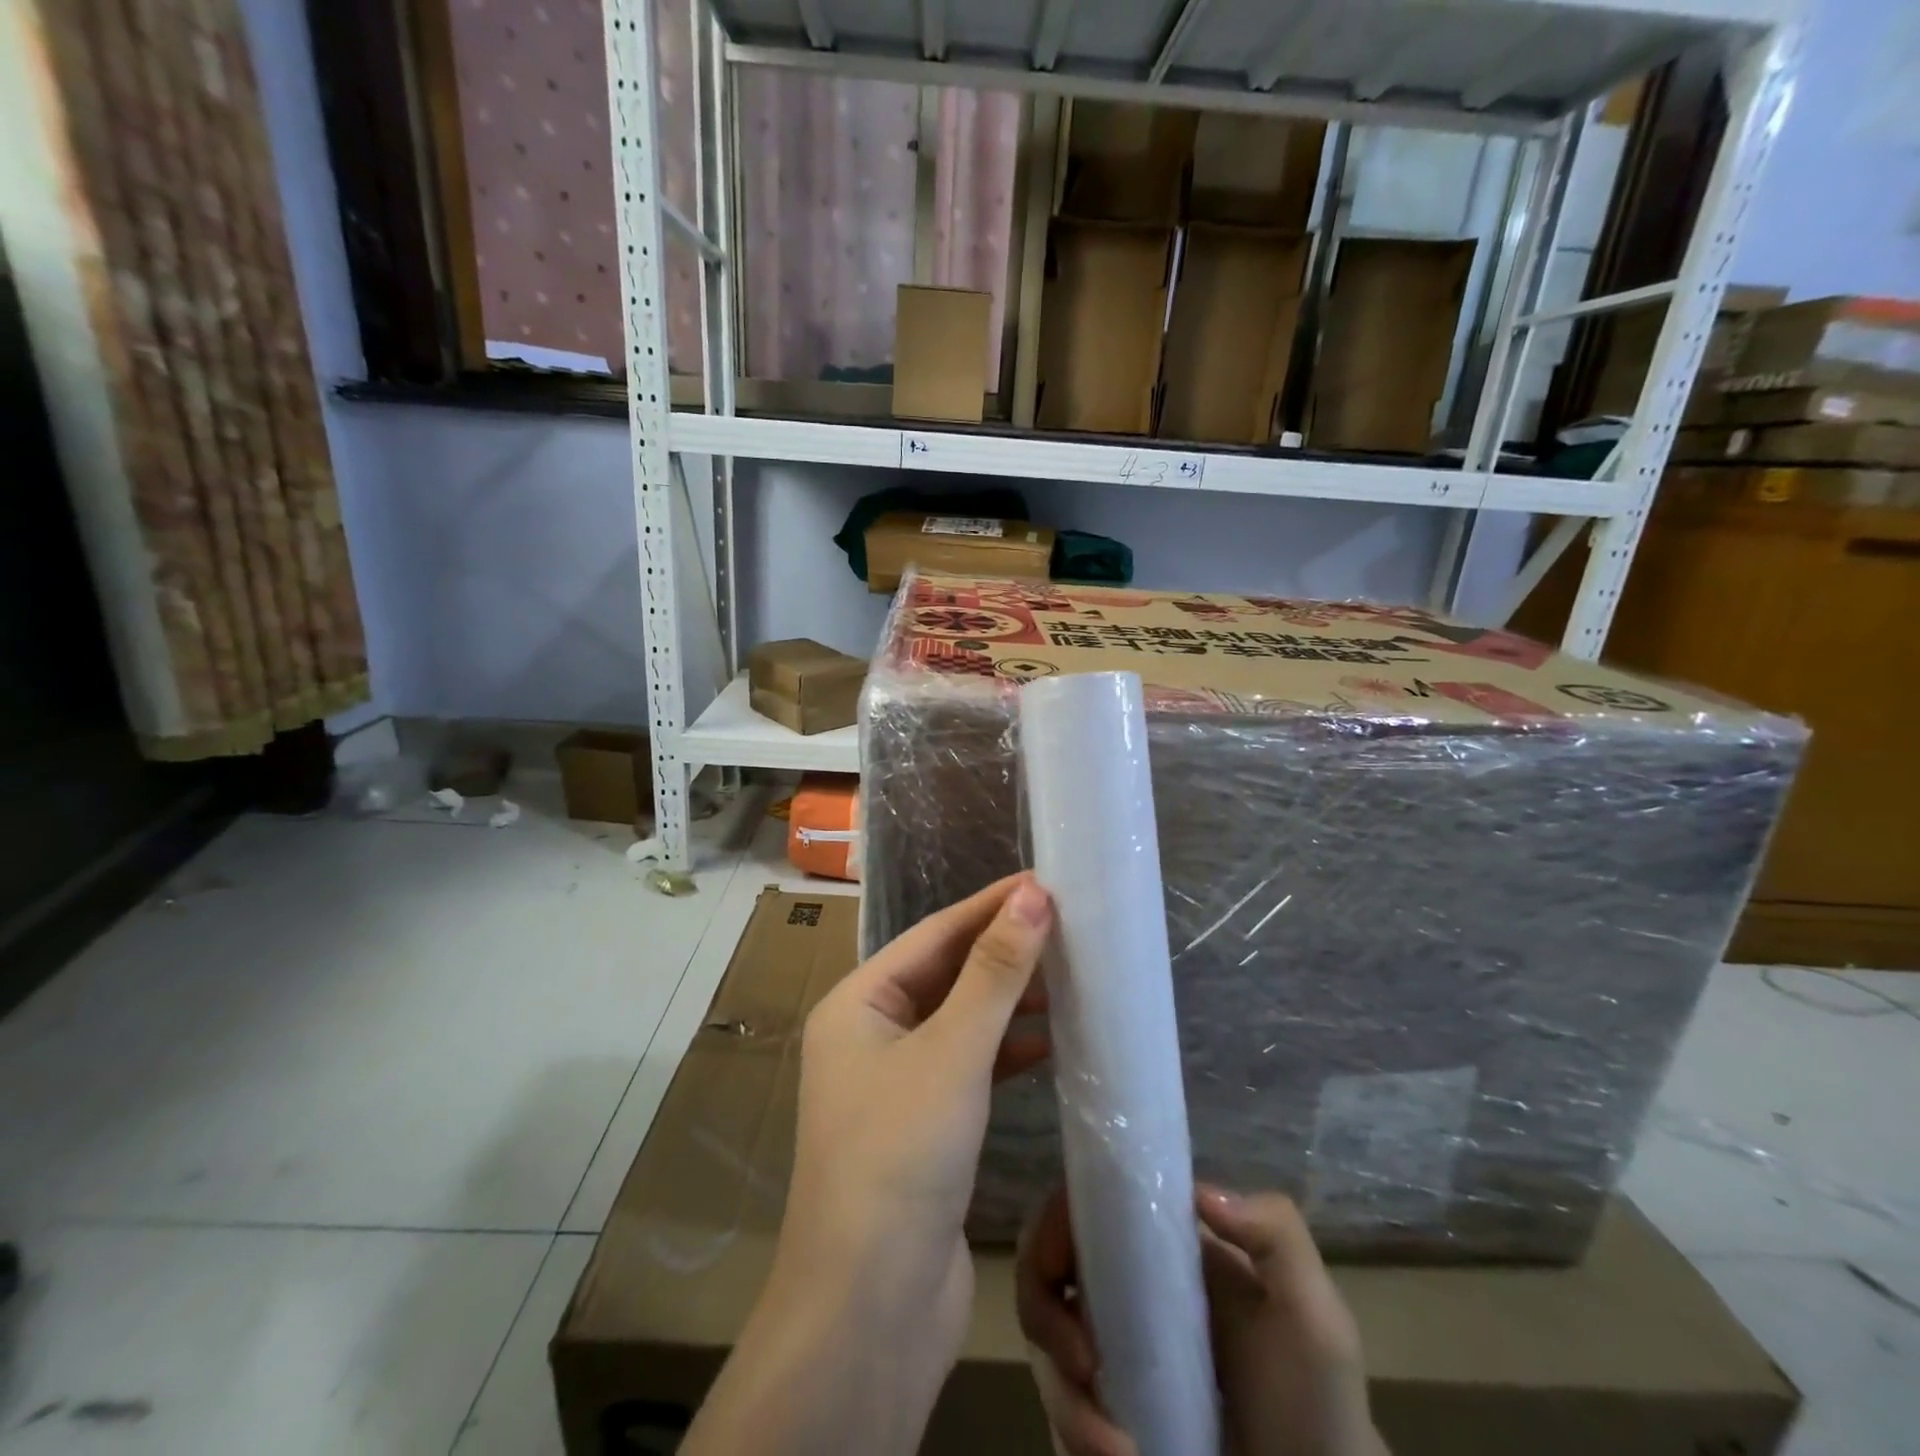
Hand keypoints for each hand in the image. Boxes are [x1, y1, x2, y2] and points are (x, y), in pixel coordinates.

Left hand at [686, 874, 1053, 1455]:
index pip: (934, 935)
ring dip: (1009, 1000)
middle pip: (946, 974)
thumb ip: (995, 973)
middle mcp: (870, 1035)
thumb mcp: (952, 1052)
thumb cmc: (900, 1156)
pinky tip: (1049, 1042)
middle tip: (1067, 924)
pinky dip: (1006, 1050)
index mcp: (858, 1004)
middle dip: (1003, 950)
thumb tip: (1033, 896)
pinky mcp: (923, 1126)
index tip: (1045, 882)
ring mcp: (895, 1083)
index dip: (990, 906)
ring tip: (1069, 975)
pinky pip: (968, 1066)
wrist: (870, 1311)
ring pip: (960, 1020)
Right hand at [1017, 1185, 1386, 1455]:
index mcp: (1156, 1250)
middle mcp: (1120, 1291)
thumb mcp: (1315, 1314)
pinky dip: (1073, 1436)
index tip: (1060, 1274)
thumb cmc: (1316, 1403)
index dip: (1053, 1229)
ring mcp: (1107, 1357)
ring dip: (1066, 1400)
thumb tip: (1198, 1192)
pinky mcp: (1099, 1417)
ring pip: (1042, 1349)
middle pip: (1041, 1272)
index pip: (1080, 1209)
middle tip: (1081, 1367)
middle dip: (1042, 1317)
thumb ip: (1277, 1234)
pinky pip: (1056, 1413)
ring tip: (1118, 1451)